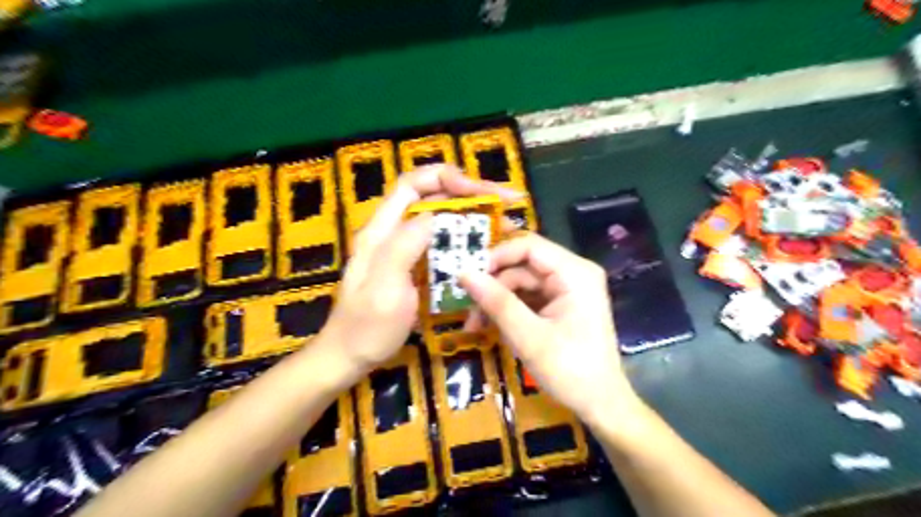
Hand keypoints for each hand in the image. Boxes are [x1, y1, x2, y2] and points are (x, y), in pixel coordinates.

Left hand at [321, 166, 525, 374]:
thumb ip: (404, 246)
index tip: (480, 191)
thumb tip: (435, 215)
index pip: (412, 185)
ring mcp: (404, 250)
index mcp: (381, 231)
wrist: (350, 357)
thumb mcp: (384, 288)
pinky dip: (466, 242)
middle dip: (469, 195)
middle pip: (432, 198)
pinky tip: (486, 251)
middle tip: (506, 204)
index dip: (446, 177)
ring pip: (441, 221)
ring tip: (504, 227)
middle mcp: (393, 232)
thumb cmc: (366, 328)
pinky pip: (443, 245)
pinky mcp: (414, 267)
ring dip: (472, 219)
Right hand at [461, 233, 642, 424]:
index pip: (529, 247)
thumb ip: (497, 302)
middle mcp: (573, 273)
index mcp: (575, 273)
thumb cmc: (570, 371)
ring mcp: (568, 289)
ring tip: (475, 326)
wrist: (601, 405)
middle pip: (523, 265)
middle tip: (467, 309)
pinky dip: (509, 310)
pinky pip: (528, 297)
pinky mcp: (561, 304)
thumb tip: (463, 273)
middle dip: (493, 286)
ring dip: (497, 301)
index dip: (496, 256)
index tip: (468, 277)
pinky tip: (492, 327)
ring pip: (522, 282)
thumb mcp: (529, 337)